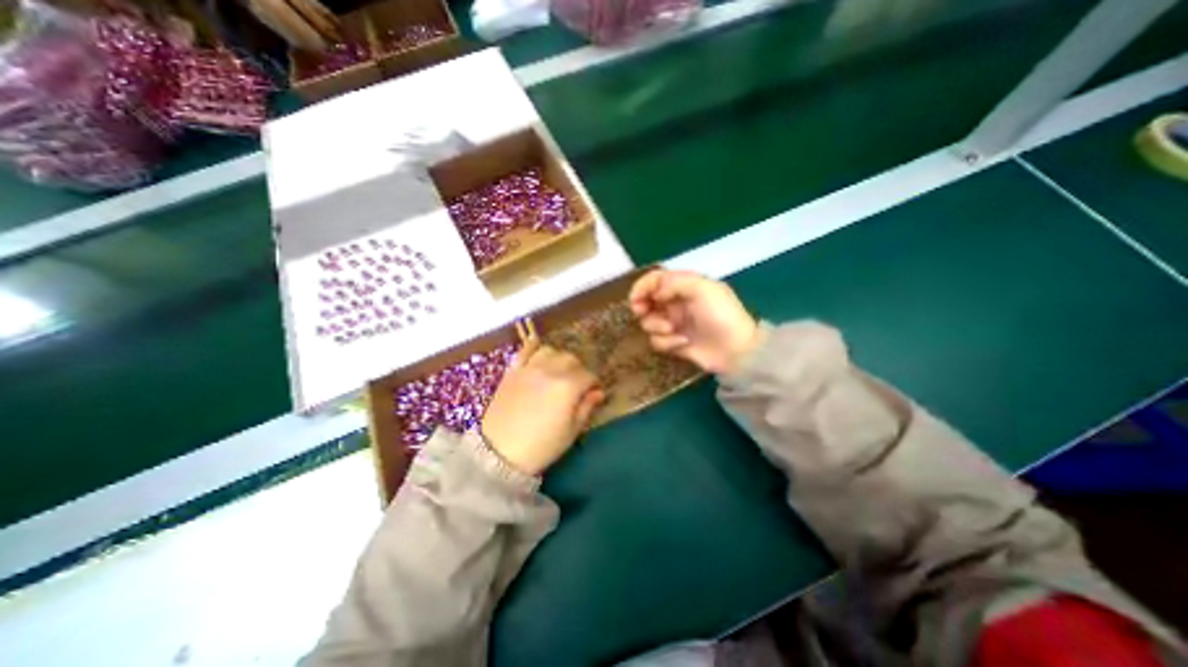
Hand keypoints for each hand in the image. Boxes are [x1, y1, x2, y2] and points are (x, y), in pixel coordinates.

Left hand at [481, 341, 603, 475]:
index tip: (592, 393)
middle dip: (578, 370)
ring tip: (557, 371)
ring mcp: (529, 368)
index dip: (594, 384)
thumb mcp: (571, 432)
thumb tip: (598, 393)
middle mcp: (550, 371)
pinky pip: (525, 350)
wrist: (498, 453)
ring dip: (558, 359)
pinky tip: (538, 355)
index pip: (588, 376)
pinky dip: (534, 348)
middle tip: (576, 385)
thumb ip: (586, 408)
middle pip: (571, 359)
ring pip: (550, 351)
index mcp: (568, 387)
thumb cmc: (541, 447)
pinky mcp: (512, 370)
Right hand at [630, 269, 759, 374]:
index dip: (642, 287)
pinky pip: (657, 340)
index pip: (655, 280)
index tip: (635, 299)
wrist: (736, 350)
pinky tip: (682, 342)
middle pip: (646, 300)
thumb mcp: (703, 289)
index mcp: (684, 285)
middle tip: (642, 312)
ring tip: (672, 330)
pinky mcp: (673, 342)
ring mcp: (673, 323)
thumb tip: (655, 293)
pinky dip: (666, 342)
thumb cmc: (720, 315)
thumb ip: (675, 283)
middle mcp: (675, 302)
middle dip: (642, 307)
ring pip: (648, 322)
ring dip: (656, 325)